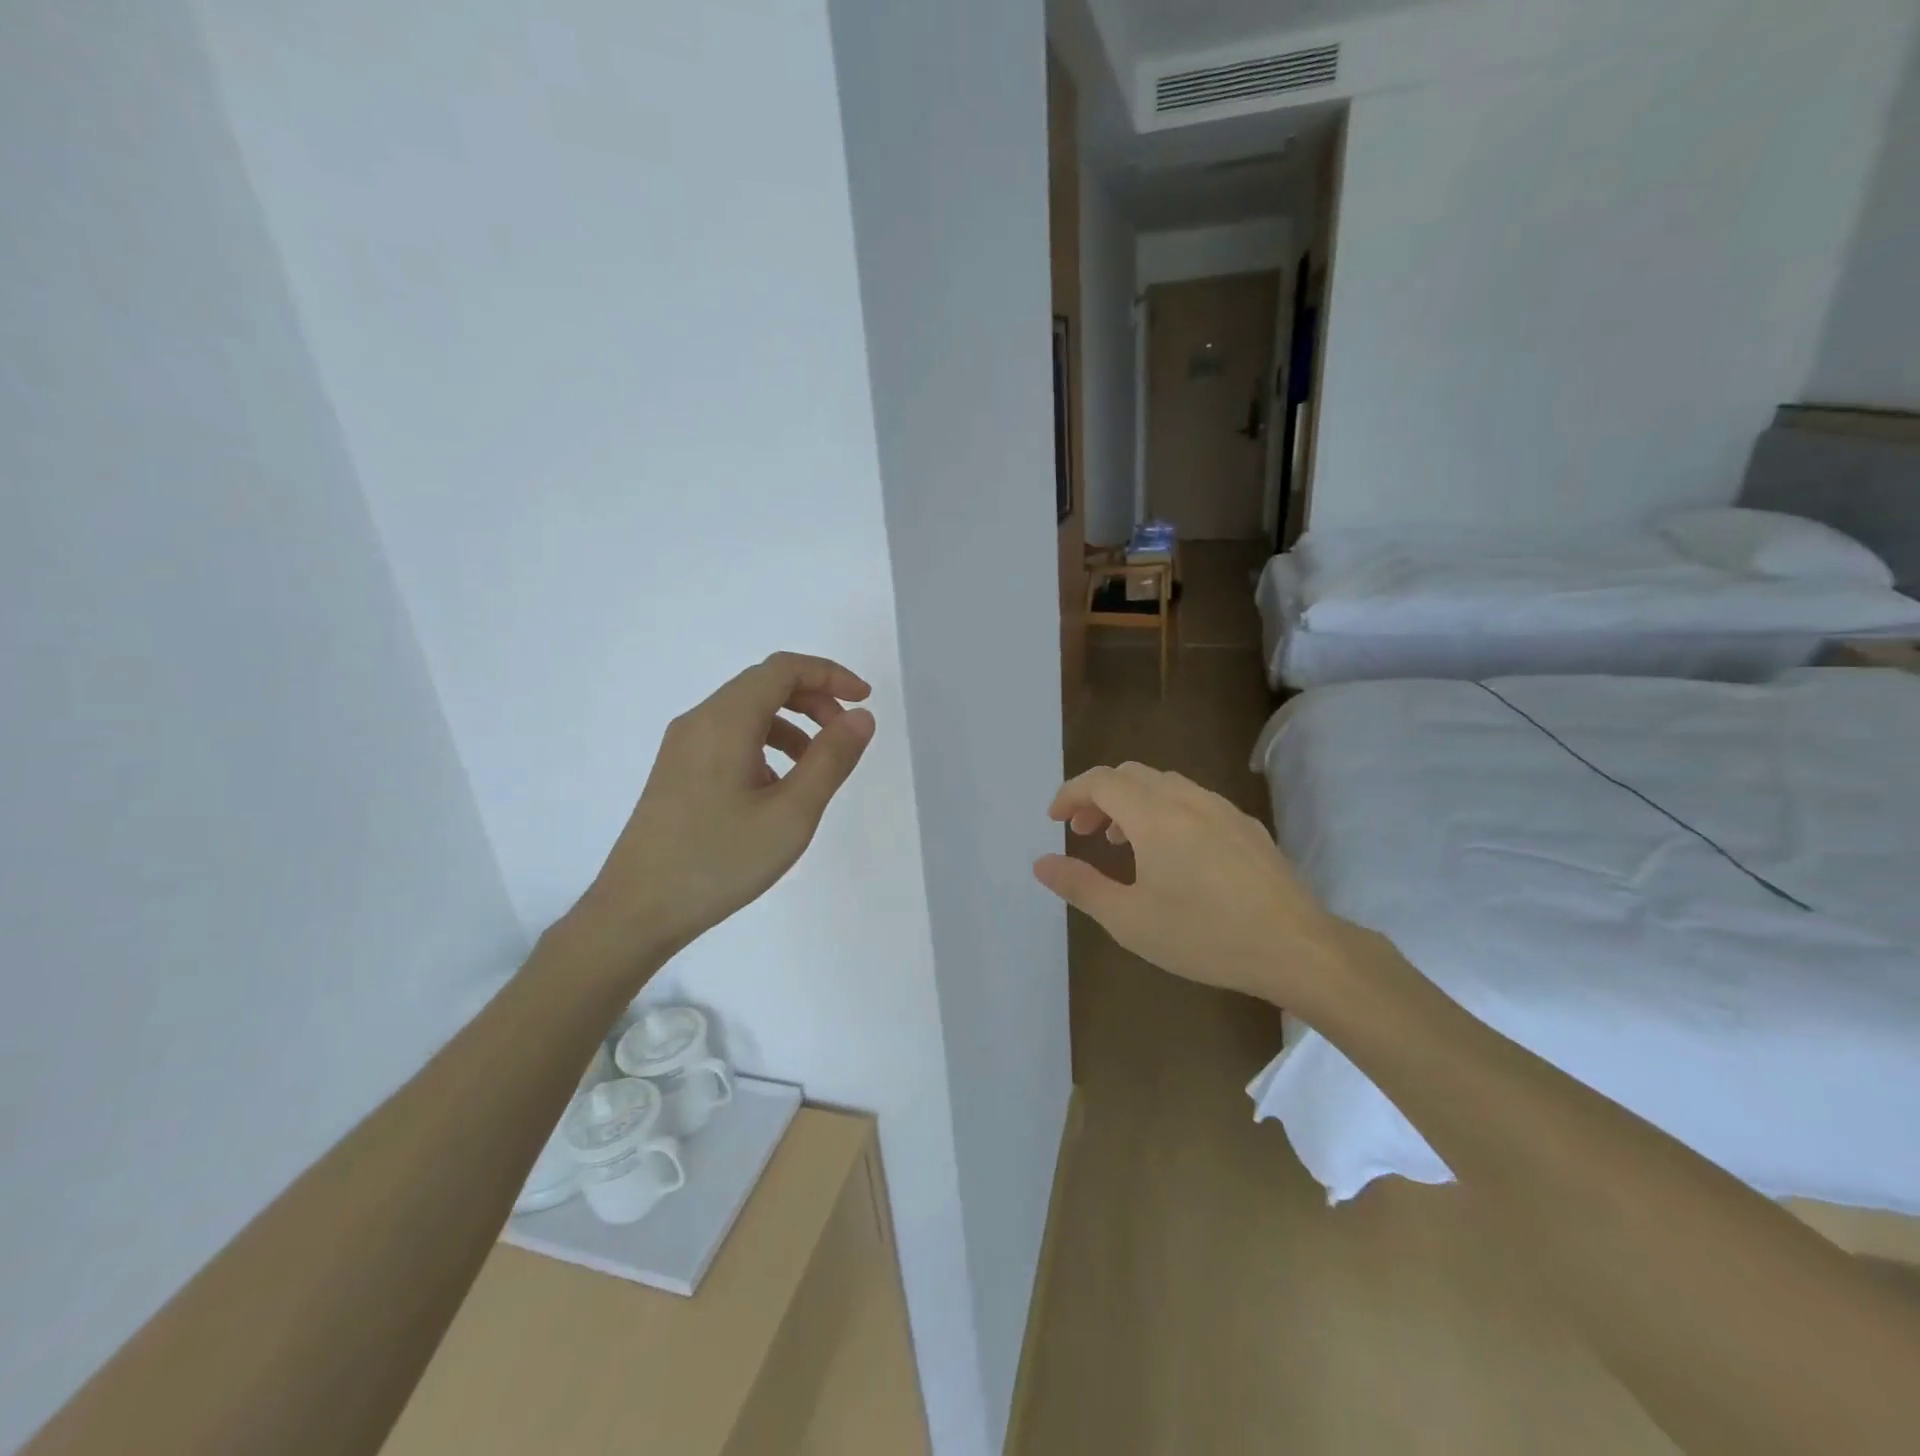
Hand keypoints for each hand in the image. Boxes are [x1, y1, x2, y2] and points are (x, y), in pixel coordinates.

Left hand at [568, 653, 875, 970]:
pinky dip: (766, 745)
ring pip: (747, 712)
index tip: (864, 701)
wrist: (637, 911)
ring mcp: (683, 746)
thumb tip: (861, 717)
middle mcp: (700, 721)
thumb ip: (831, 759)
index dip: (830, 675)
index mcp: (725, 721)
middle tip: (845, 737)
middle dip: (814, 700)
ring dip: (792, 725)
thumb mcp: (791, 813)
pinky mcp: (677, 771)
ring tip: (817, 768)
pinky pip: (730, 737)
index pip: (784, 669)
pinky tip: (777, 788)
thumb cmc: (719, 861)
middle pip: (764, 684)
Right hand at [1031, 762, 1356, 1006]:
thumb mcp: (1129, 919)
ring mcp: (1222, 809)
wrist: (1296, 948)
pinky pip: (1194, 801)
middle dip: (1100, 796)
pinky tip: (1174, 854)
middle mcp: (1187, 799)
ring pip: (1165, 785)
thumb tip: (1041, 863)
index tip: (1055, 820)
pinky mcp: (1247, 826)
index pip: (1100, 781)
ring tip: (1124, 843)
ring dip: (1134, 803)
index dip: (1071, 794)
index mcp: (1154, 816)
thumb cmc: (1204, 935)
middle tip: (1085, 832)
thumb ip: (1080, 886)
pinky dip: (1166, 811)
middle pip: (1131, 775)